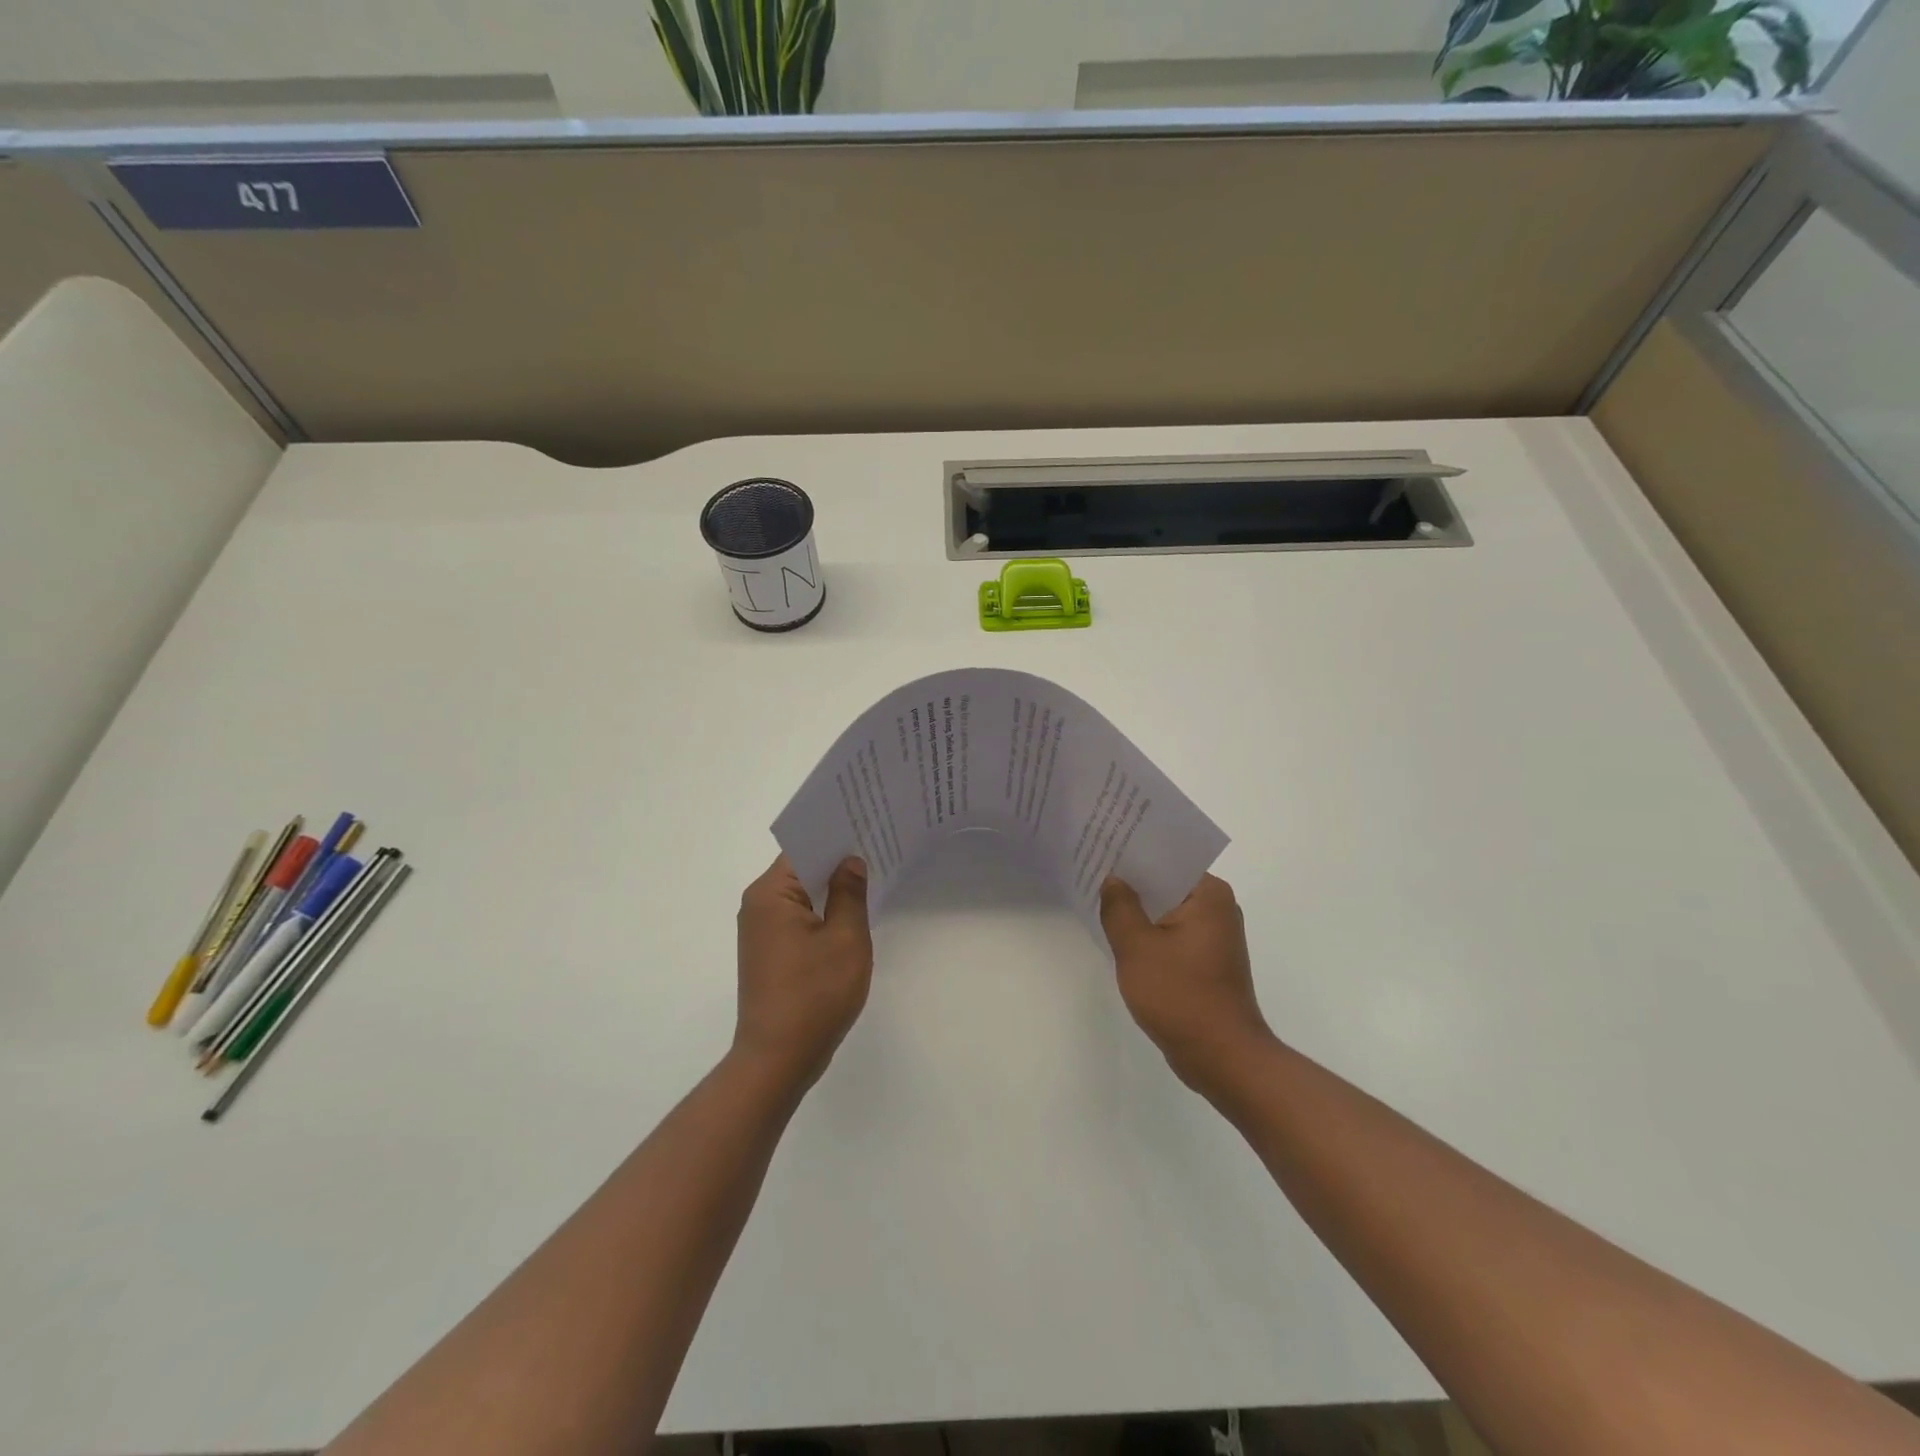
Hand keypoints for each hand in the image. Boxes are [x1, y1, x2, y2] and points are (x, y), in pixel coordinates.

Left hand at [733, 855, 872, 1092]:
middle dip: (836, 860)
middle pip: (800, 868)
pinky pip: (797, 916)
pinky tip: (850, 913)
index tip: (867, 824)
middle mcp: (758, 905)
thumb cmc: (815, 995)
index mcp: (770, 894)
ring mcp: (760, 930)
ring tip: (870, 875)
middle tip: (877, 846)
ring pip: (800, 894)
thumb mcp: (846, 939)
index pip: (803, 847)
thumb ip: (850, 893)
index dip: (836, 836)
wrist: (778, 1059)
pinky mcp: (768, 951)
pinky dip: (821, 911)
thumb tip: (851, 861)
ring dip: (830, 887)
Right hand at [1100, 873, 1276, 1101]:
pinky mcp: (1206, 962)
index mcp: (1209, 895)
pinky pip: (1170, 934)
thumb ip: (1119, 907)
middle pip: (1166, 883)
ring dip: (1138, 910)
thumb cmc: (1181, 996)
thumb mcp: (1137, 947)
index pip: (1166, 859)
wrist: (1222, 1058)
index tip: (1101, 846)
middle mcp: (1217, 908)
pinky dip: (1148, 934)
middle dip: (1131, 881)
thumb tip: (1112, 880)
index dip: (1131, 853)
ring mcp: (1214, 937)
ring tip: (1098, 899)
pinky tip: (1119, 938)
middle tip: (1091, 870)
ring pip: (1166, 910)